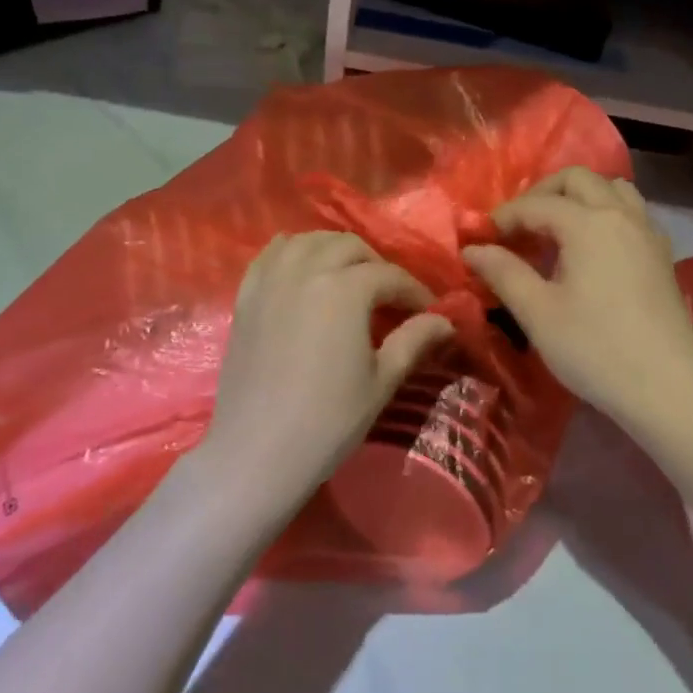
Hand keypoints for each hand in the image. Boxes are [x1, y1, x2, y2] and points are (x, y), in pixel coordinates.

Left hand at [195, 232, 454, 521]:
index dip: (414, 291)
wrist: (257, 451)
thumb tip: (446, 320)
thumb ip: (414, 341)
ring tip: (347, 275)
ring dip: (334, 249)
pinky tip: (302, 267)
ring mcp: (272, 279)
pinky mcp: (246, 295)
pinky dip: (292, 251)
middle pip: (349, 246)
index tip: (430, 310)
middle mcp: (307, 270)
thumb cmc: (328, 420)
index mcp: (345, 289)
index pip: (389, 276)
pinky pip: (270, 254)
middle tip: (389, 295)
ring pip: (309, 240)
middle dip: (375, 264)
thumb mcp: (381, 381)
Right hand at [463, 168, 692, 431]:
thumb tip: (472, 249)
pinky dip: (606, 213)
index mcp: (588, 223)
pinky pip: (631, 212)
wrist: (668, 389)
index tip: (480, 239)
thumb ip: (503, 272)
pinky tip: (592, 249)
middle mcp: (621, 215)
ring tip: (557, 229)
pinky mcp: (662, 255)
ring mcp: (647, 232)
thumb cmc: (594, 349)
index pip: (536, 205)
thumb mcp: (538, 312)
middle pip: (578, 179)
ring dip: (579, 197)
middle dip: (542, 193)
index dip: (504, 217)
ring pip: (612, 189)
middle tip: (519, 226)